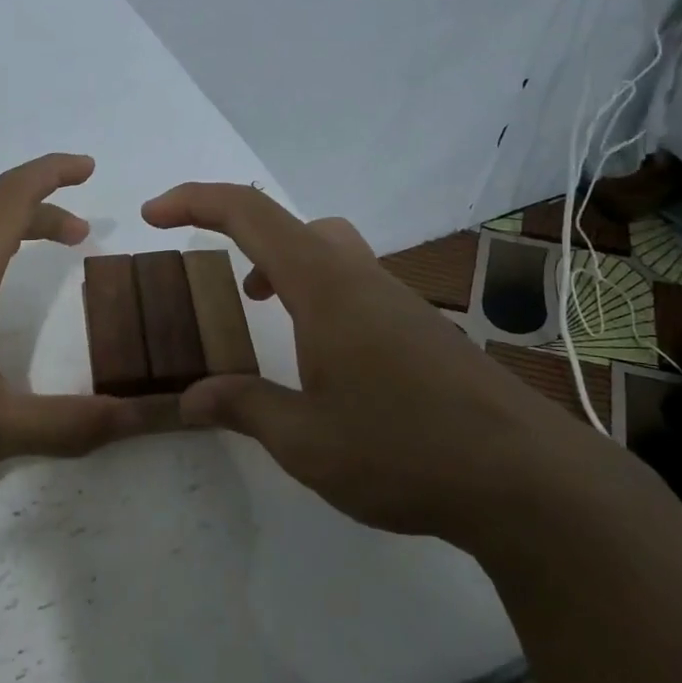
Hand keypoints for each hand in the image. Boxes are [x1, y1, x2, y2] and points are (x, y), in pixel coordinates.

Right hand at [141, 183, 585, 537]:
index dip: (194, 201)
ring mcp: (397, 301)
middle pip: (291, 222)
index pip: (249, 214)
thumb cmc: (404, 450)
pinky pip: (353, 283)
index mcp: (324, 287)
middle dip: (239, 233)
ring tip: (262, 309)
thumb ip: (243, 408)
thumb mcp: (305, 441)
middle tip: (217, 278)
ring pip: (328, 249)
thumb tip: (190, 398)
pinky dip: (316, 293)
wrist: (528, 481)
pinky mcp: (421, 328)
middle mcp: (360, 278)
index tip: (153, 215)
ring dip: (283, 264)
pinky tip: (322, 355)